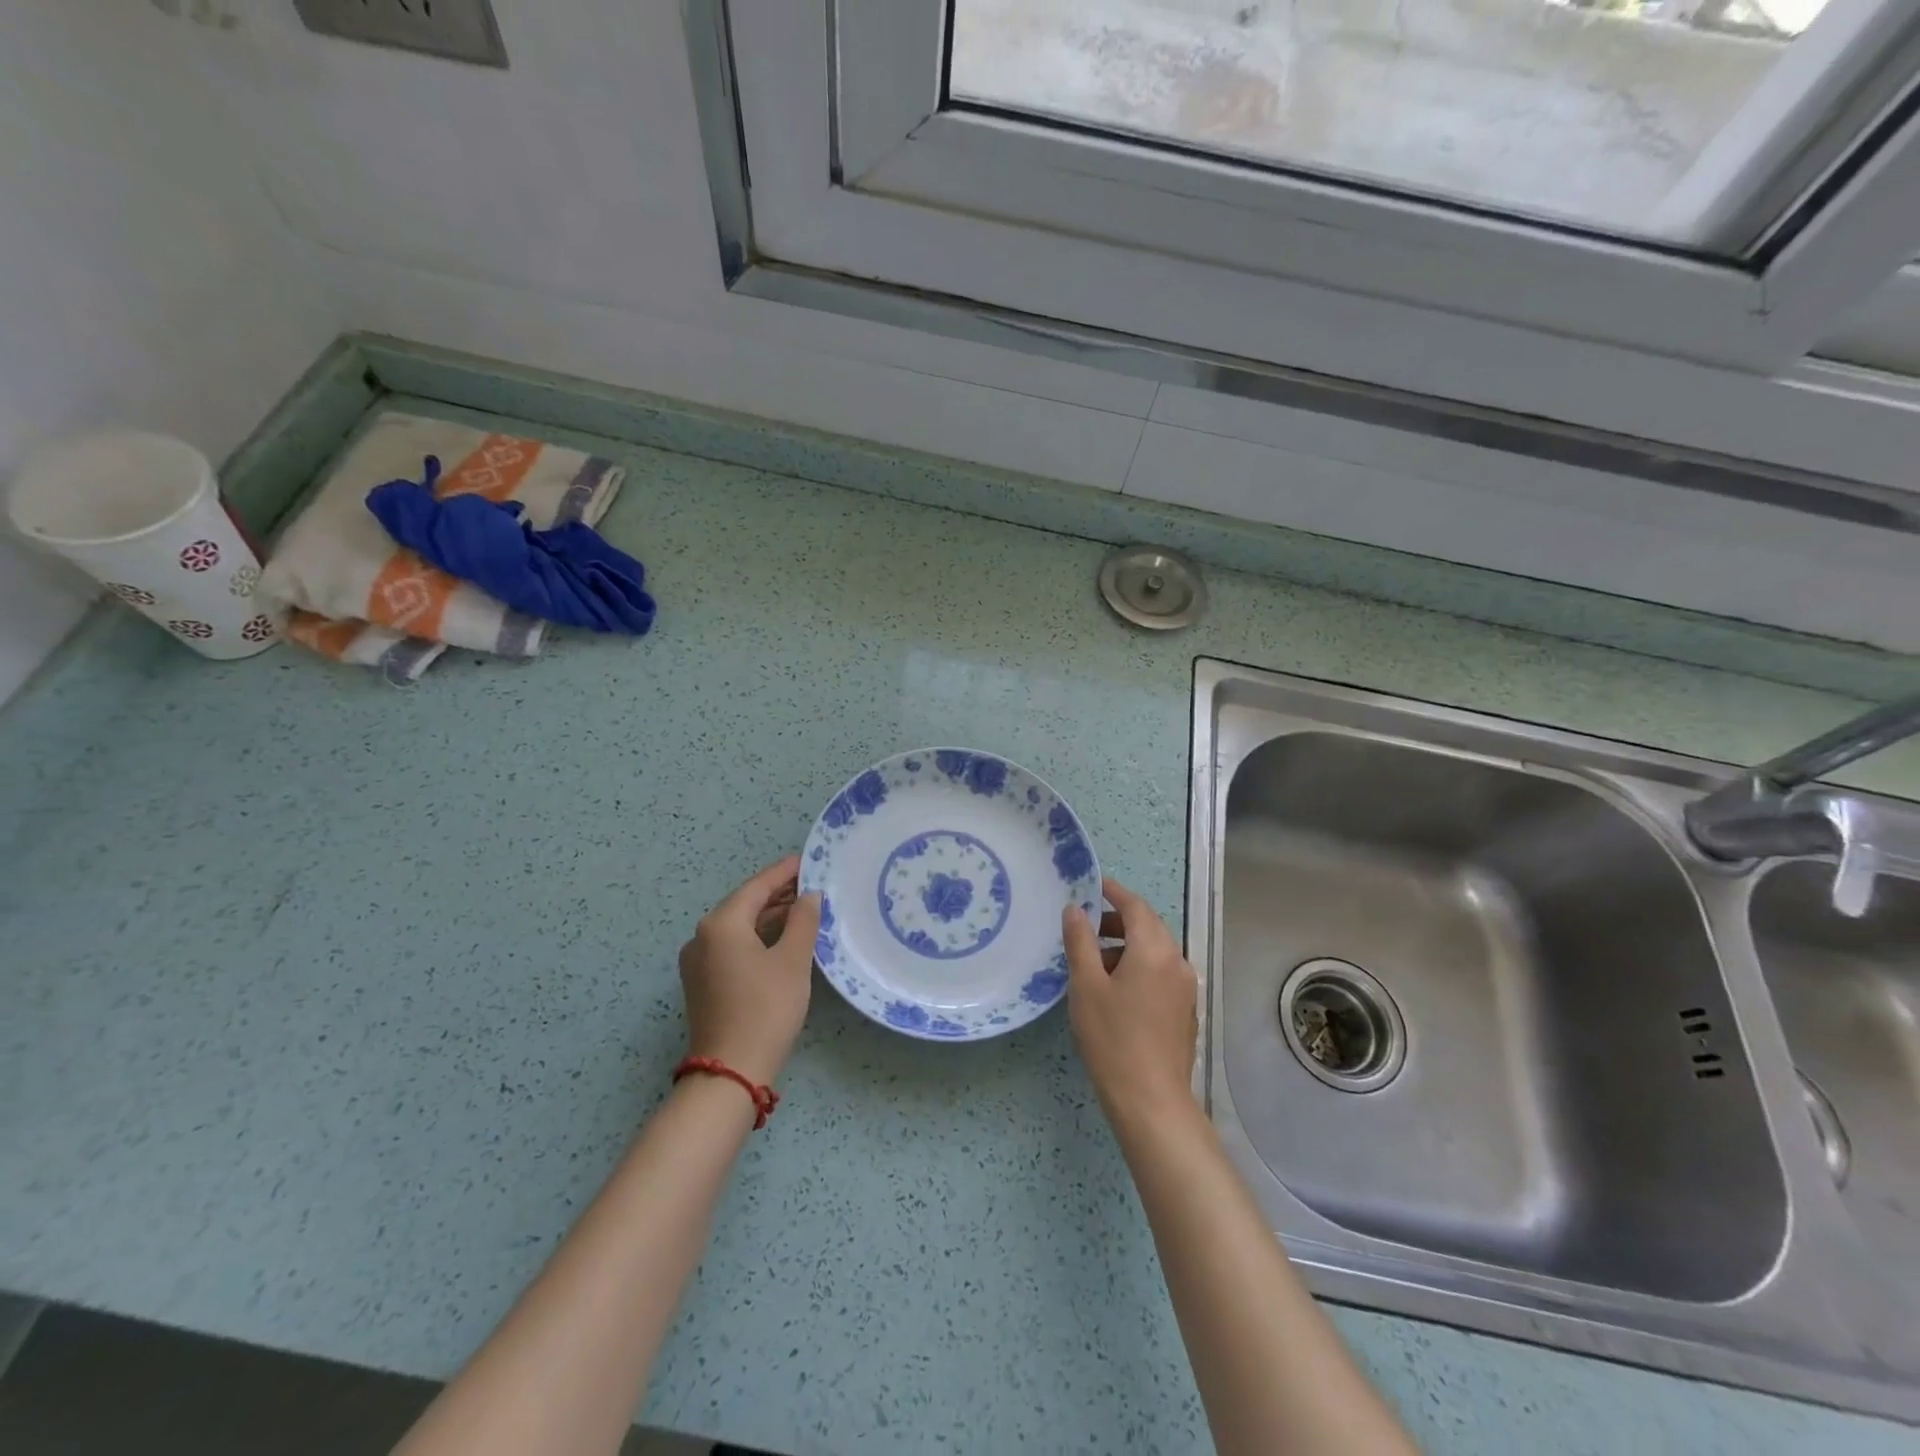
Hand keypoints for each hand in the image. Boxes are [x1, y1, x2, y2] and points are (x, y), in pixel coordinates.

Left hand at [678, 856, 821, 1086]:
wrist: (731, 1071)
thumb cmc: (765, 1008)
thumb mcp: (792, 960)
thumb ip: (803, 920)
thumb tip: (809, 896)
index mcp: (721, 924)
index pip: (757, 886)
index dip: (785, 872)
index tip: (809, 859)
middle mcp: (702, 936)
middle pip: (745, 904)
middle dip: (778, 894)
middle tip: (813, 884)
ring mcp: (698, 961)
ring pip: (739, 927)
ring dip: (770, 917)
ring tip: (804, 909)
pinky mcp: (703, 983)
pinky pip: (733, 946)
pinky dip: (758, 937)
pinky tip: (783, 939)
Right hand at [1062, 877, 1199, 1129]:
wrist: (1151, 1100)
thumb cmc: (1112, 1038)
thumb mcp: (1086, 985)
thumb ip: (1080, 941)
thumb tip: (1075, 909)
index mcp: (1154, 950)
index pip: (1136, 906)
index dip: (1113, 892)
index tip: (1092, 884)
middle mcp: (1176, 961)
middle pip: (1149, 927)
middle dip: (1118, 920)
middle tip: (1085, 924)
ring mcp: (1184, 988)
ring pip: (1155, 951)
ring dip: (1126, 946)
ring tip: (1093, 960)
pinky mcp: (1184, 1010)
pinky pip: (1161, 973)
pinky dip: (1138, 966)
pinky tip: (1115, 988)